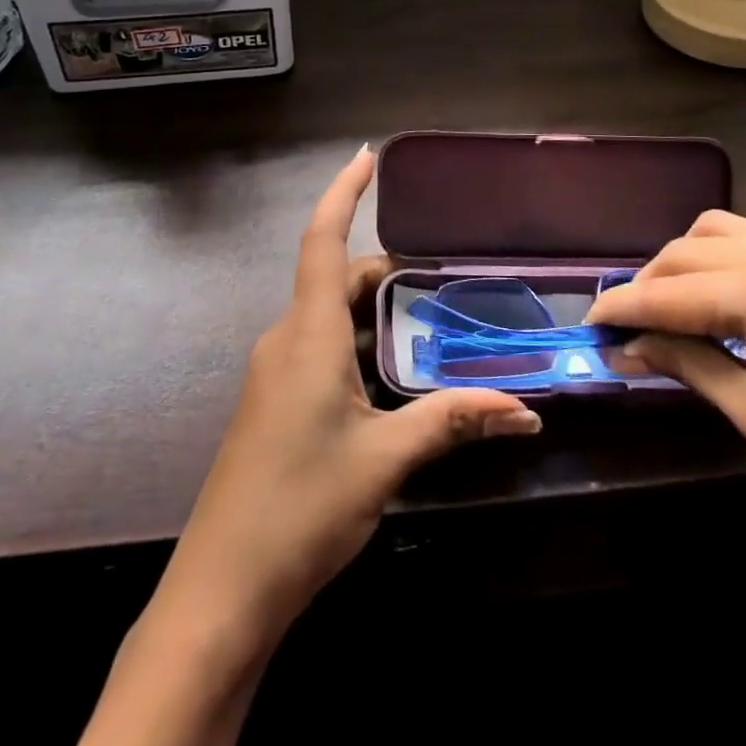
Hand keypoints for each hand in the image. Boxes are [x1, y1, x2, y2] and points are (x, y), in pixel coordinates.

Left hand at [162, 147, 541, 643]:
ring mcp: (275, 372)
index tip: (366, 155)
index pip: (321, 240)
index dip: (343, 192)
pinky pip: (318, 350)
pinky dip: (356, 346)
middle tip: (438, 280)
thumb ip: (451, 422)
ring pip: (328, 318)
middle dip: (383, 271)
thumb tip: (524, 411)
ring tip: (428, 326)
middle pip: (334, 280)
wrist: (222, 590)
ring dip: (372, 314)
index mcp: (306, 334)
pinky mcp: (274, 403)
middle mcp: (285, 340)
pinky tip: (392, 379)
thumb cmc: (301, 507)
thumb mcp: (385, 459)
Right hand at [586, 211, 745, 586]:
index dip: (621, 308)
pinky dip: (722, 262)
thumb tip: (627, 345)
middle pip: (687, 250)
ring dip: (682, 265)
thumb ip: (687, 364)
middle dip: (647, 284)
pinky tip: (717, 302)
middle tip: (622, 327)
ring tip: (667, 312)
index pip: (668, 291)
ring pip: (719, 233)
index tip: (587, 326)